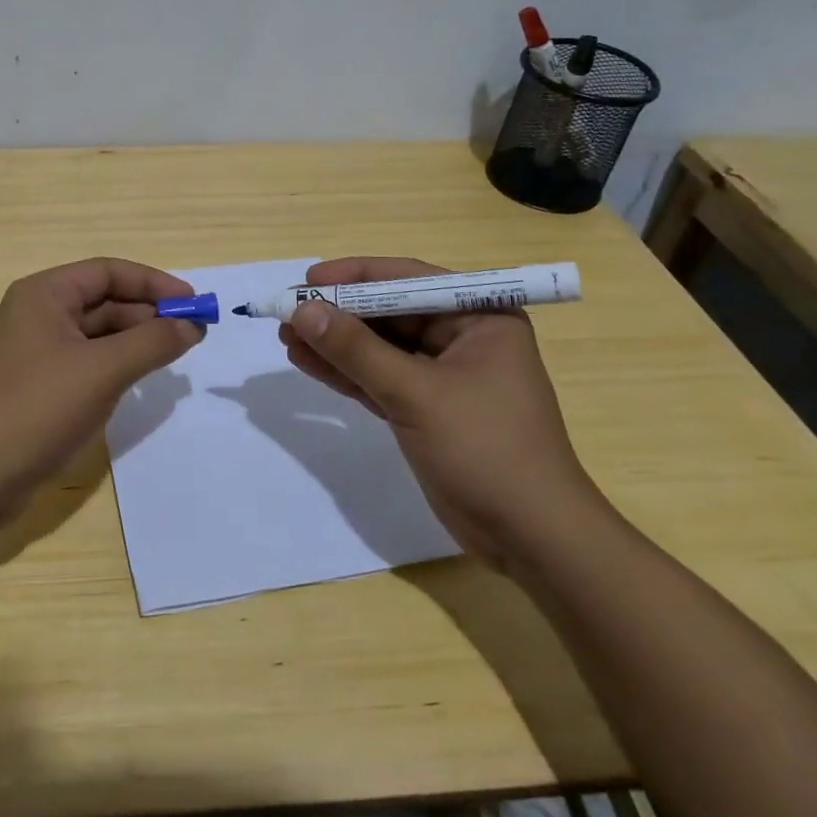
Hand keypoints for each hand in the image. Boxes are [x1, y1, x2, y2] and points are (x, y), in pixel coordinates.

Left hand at [0, 258, 204, 532]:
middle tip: (191, 336)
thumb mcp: (102, 371)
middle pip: (102, 302)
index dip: (153, 284)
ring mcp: (33, 355)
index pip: (107, 272)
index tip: (193, 305)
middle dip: (147, 315)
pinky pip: (84, 365)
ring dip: (133, 342)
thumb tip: (191, 326)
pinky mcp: (34, 390)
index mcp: (43, 295)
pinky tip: (137, 384)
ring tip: (171, 358)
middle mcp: (35, 316)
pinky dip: (114, 368)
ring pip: (95, 336)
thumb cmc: (35, 410)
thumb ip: (151, 343)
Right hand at [279, 256, 607, 568]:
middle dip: (338, 313)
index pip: (409, 280)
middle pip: (389, 313)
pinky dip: (345, 372)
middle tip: (287, 312)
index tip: (307, 278)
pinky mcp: (426, 409)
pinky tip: (307, 361)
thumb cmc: (485, 450)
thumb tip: (302, 309)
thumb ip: (356, 350)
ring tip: (285, 336)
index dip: (355, 277)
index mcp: (481, 317)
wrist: (531, 539)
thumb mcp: (416, 393)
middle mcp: (463, 338)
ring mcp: (443, 376)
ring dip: (334, 343)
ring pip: (379, 348)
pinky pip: (378, 379)